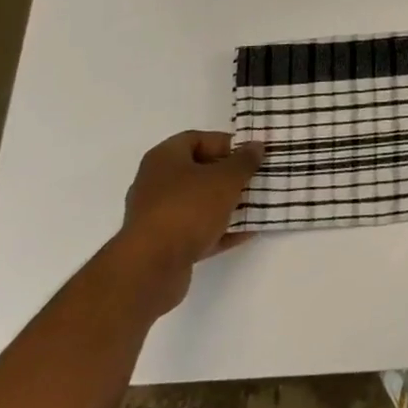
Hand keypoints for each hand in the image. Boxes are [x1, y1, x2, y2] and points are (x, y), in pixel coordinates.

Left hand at [117, 131, 264, 311]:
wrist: (151, 268)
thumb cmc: (188, 209)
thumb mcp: (226, 178)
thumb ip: (244, 161)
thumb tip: (255, 147)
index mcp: (164, 159)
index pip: (197, 139)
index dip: (225, 144)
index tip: (249, 155)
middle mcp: (155, 183)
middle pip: (198, 172)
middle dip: (229, 176)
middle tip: (255, 179)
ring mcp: (157, 216)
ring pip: (198, 203)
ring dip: (226, 204)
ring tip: (256, 205)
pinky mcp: (162, 246)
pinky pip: (196, 231)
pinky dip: (219, 230)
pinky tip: (246, 232)